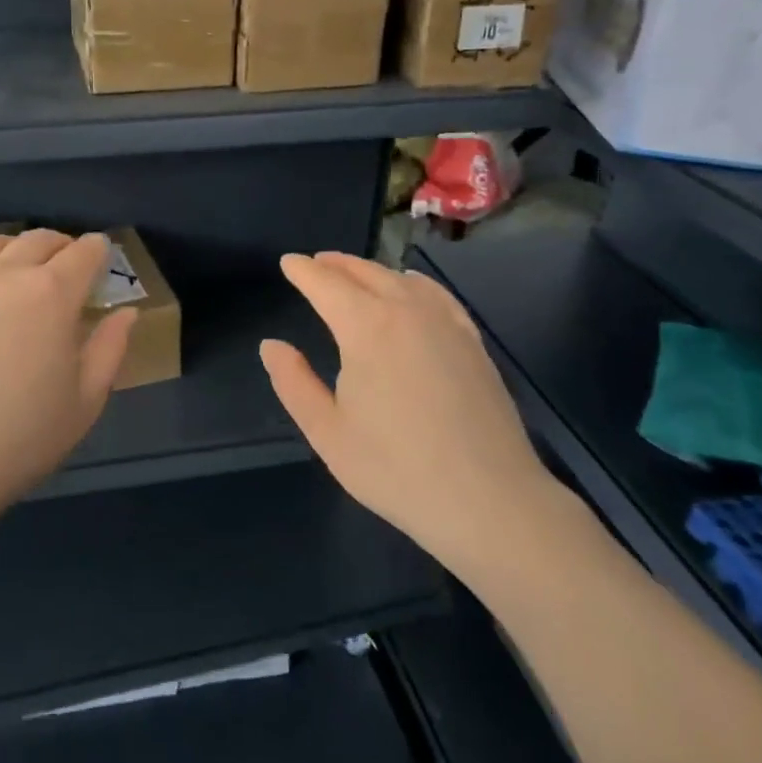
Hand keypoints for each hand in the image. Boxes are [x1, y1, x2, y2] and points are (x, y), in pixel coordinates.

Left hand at [0, 230, 135, 547]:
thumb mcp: (85, 402)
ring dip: (15, 249)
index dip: (98, 251)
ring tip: (17, 269)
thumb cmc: (19, 438)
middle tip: (65, 268)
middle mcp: (7, 273)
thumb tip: (127, 313)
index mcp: (53, 294)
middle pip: (39, 239)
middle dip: (61, 247)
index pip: (84, 252)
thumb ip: (110, 349)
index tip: (101, 260)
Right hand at [260, 252, 562, 577]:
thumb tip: (271, 345)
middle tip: (315, 264)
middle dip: (335, 264)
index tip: (288, 262)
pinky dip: (413, 283)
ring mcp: (445, 322)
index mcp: (365, 327)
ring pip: (400, 279)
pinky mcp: (472, 341)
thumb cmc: (396, 469)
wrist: (489, 500)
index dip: (303, 271)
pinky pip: (436, 295)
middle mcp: (405, 310)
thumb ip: (294, 383)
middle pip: (364, 272)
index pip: (326, 284)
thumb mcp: (328, 432)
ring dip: (371, 271)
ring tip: (354, 274)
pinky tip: (411, 289)